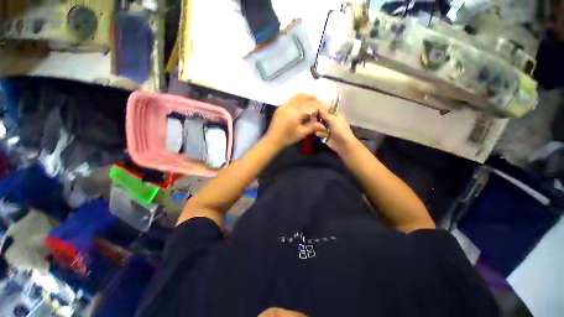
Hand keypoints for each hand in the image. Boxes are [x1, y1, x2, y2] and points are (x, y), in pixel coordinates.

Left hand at [265, 93, 326, 149]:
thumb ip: (313, 127)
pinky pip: (292, 99)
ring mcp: (284, 105)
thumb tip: (323, 125)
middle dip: (314, 99)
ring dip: (307, 97)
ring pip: (297, 96)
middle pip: (304, 97)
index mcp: (295, 113)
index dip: (319, 106)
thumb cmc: (287, 138)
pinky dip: (300, 99)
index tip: (326, 108)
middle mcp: (289, 106)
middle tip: (320, 104)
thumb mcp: (301, 133)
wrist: (273, 140)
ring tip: (313, 103)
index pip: (310, 105)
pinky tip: (303, 105)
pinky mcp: (281, 107)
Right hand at [316, 109, 358, 155]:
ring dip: (319, 127)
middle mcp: (330, 120)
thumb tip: (319, 108)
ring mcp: (326, 128)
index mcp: (334, 115)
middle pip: (320, 117)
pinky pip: (318, 132)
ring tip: (322, 130)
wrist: (343, 144)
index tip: (314, 109)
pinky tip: (323, 135)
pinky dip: (320, 133)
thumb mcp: (332, 120)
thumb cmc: (340, 129)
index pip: (325, 110)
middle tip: (314, 120)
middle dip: (317, 119)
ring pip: (317, 125)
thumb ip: (324, 114)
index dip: (320, 109)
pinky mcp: (323, 135)